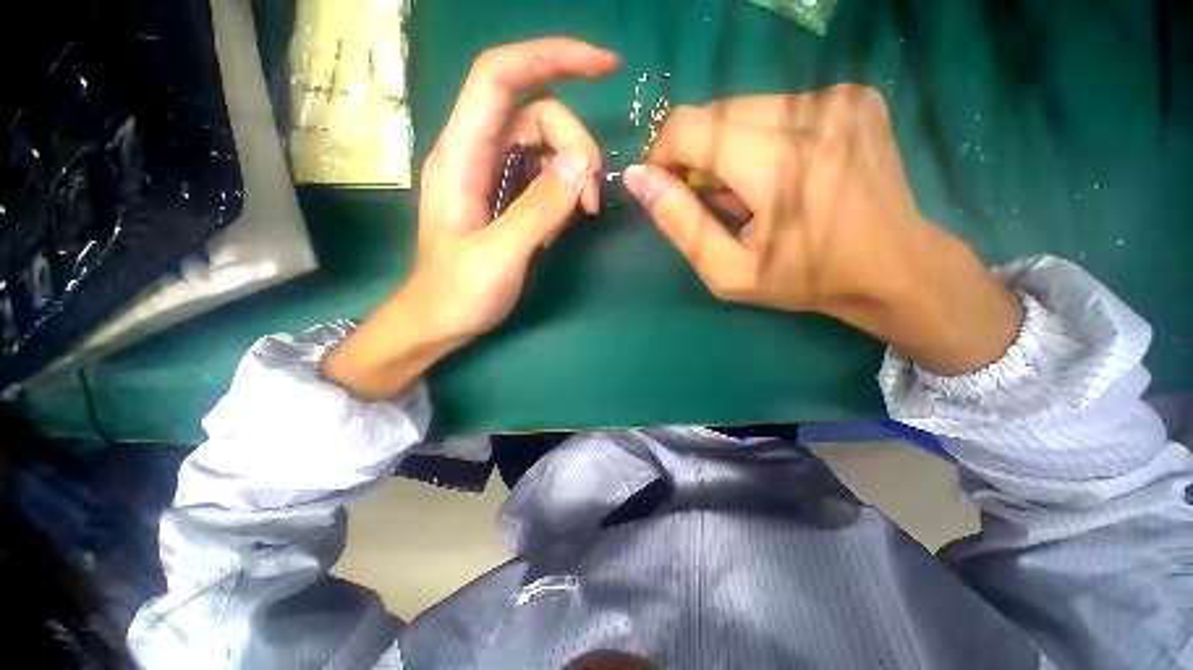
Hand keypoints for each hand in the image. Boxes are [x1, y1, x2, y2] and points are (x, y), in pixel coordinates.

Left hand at [323, 39, 619, 399]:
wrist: (438, 322)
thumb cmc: (457, 295)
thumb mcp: (500, 256)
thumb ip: (540, 209)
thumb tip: (584, 164)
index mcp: (460, 156)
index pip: (501, 77)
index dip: (552, 58)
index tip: (605, 66)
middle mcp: (475, 154)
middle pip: (536, 115)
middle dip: (577, 146)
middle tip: (593, 200)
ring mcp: (491, 176)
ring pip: (545, 148)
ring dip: (574, 174)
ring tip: (581, 217)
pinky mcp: (505, 198)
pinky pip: (544, 178)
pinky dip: (563, 194)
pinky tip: (561, 227)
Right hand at [623, 85, 1021, 374]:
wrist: (895, 266)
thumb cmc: (805, 278)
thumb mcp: (728, 271)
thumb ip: (679, 223)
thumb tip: (637, 178)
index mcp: (779, 162)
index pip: (688, 127)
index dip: (663, 155)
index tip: (667, 189)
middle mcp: (811, 113)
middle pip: (714, 114)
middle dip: (696, 156)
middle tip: (714, 200)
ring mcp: (839, 97)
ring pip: (743, 108)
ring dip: (729, 149)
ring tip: (752, 191)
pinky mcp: (853, 95)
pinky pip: (778, 107)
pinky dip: (761, 139)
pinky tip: (781, 173)